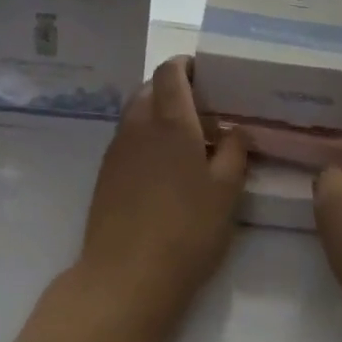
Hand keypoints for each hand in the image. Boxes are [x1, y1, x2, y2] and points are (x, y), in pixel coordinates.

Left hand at [78, 56, 249, 328]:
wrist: (125, 276)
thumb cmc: (186, 230)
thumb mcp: (226, 192)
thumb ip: (234, 153)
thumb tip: (236, 129)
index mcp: (169, 121)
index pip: (170, 71)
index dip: (186, 65)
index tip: (207, 73)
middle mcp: (137, 125)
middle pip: (150, 89)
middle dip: (173, 90)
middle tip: (203, 110)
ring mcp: (116, 150)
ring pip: (136, 114)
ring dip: (158, 114)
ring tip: (187, 140)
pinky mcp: (105, 174)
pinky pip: (127, 140)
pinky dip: (145, 138)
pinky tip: (164, 169)